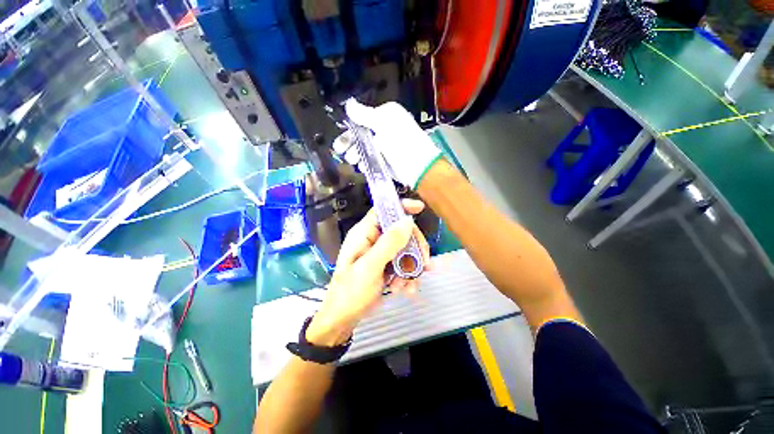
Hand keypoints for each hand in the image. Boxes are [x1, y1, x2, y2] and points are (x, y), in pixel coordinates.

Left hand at [306, 199, 431, 345]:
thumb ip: (389, 243)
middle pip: (401, 231)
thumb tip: (408, 221)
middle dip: (415, 248)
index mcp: (364, 233)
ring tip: (407, 286)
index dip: (401, 206)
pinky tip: (406, 290)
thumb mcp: (369, 267)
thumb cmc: (350, 292)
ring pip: (406, 250)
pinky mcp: (386, 266)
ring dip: (411, 268)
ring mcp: (381, 254)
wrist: (343, 319)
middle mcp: (373, 240)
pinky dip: (408, 277)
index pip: (383, 211)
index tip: (420, 209)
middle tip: (424, 264)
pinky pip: (404, 265)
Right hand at [332, 100, 441, 189]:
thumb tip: (349, 104)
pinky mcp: (387, 161)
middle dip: (351, 143)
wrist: (418, 168)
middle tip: (340, 152)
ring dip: (357, 154)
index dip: (349, 129)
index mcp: (387, 116)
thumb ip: (365, 115)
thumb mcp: (383, 124)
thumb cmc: (401, 143)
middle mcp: (386, 129)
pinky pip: (373, 160)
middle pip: (362, 135)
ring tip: (353, 160)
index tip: (339, 141)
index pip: (362, 119)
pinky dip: (367, 162)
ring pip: (366, 149)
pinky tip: (363, 166)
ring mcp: (386, 146)